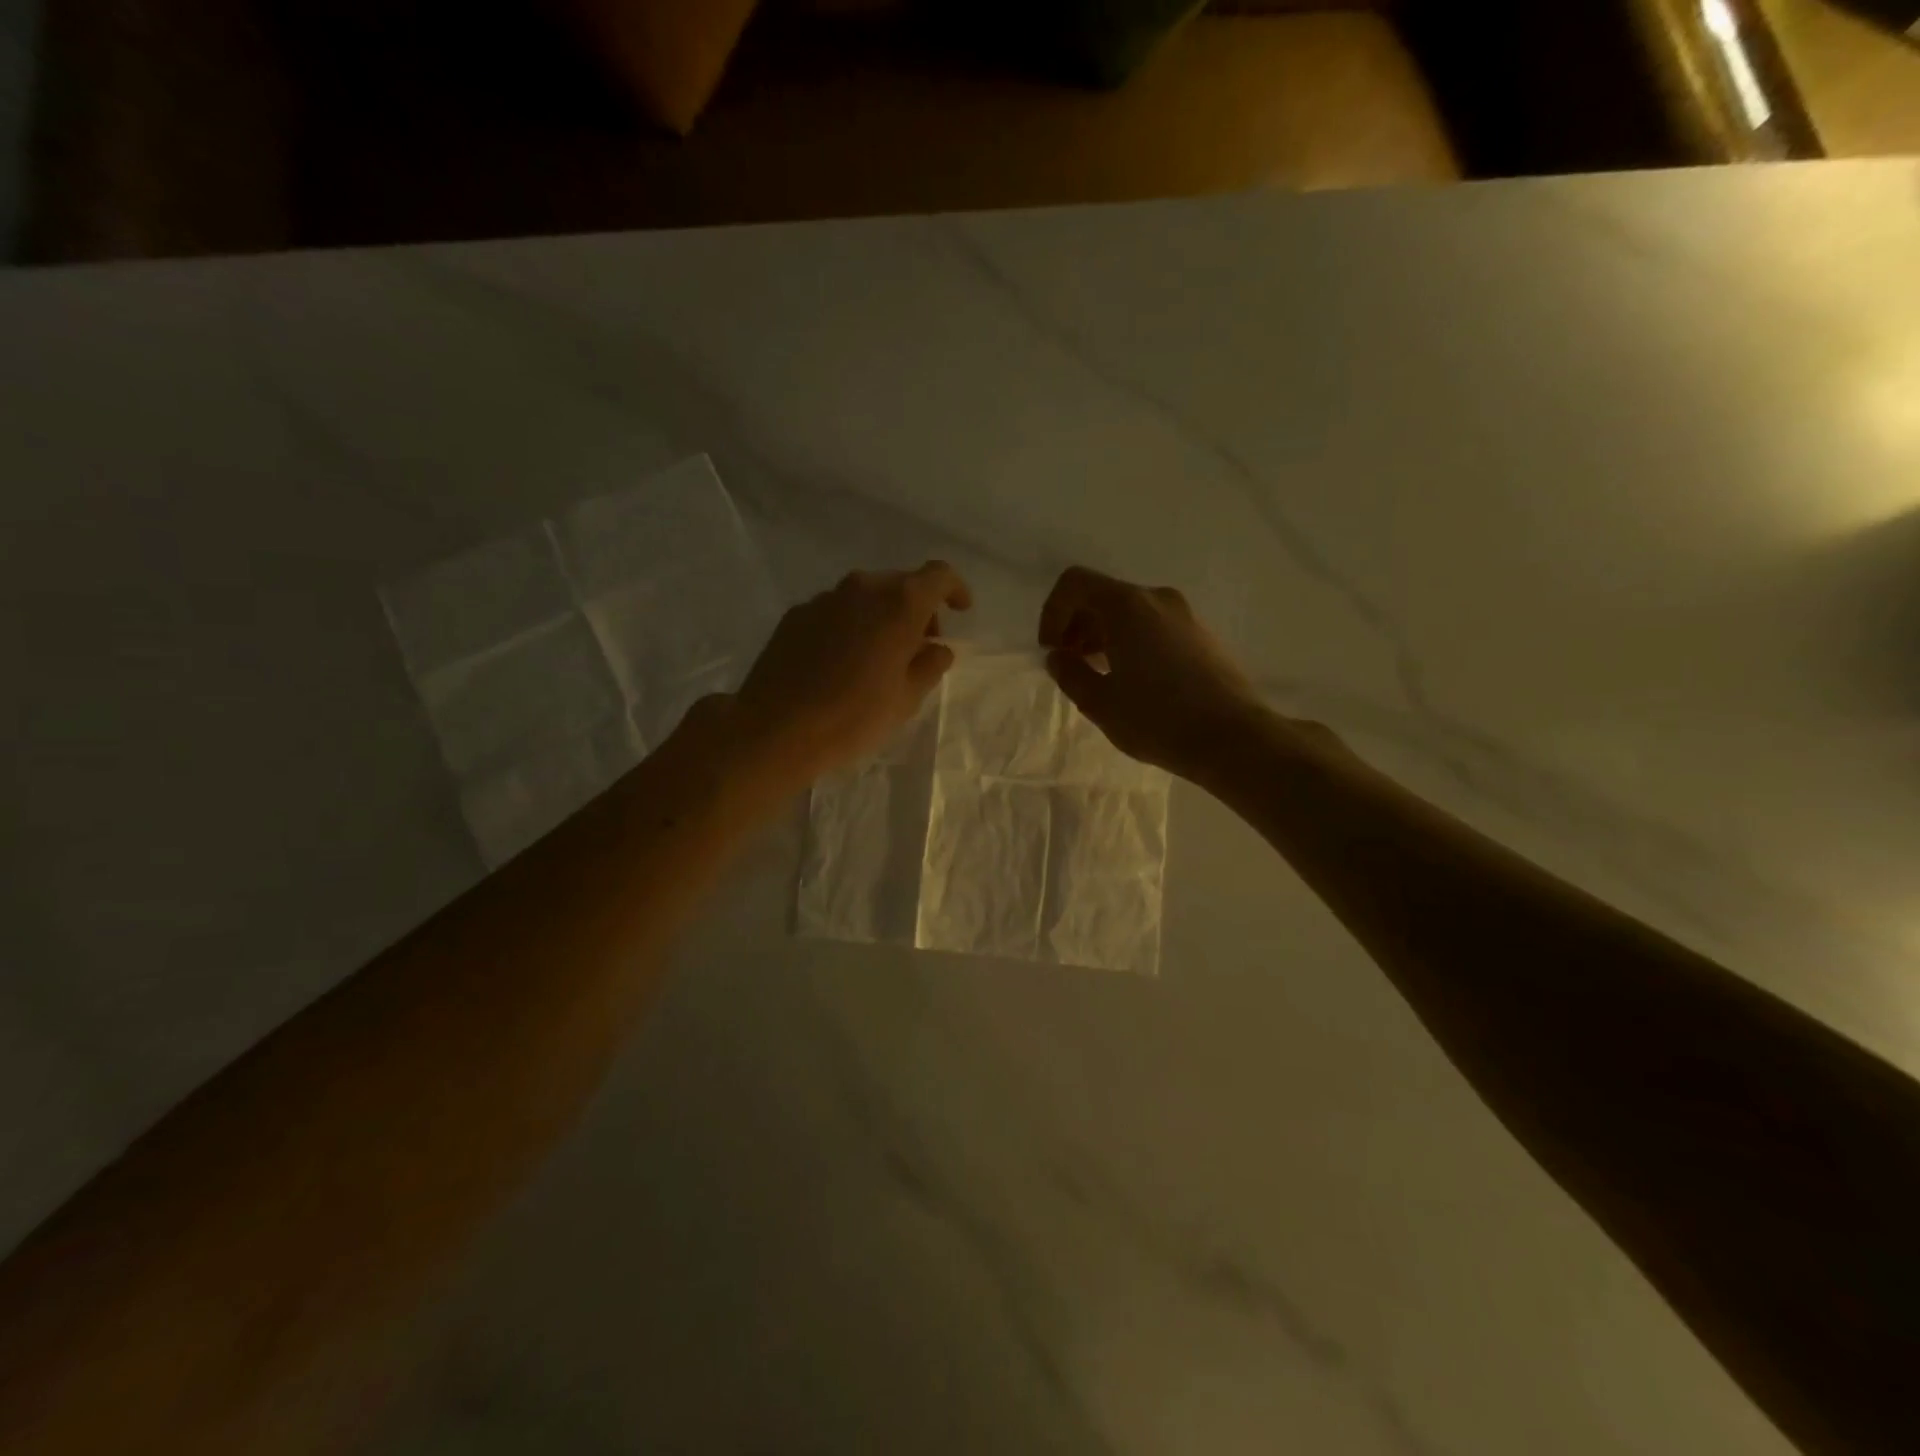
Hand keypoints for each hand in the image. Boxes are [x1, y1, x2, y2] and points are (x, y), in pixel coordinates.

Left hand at [732, 561, 970, 789]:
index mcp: (898, 604)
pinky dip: (851, 626)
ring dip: (883, 617)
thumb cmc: (853, 717)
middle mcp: (862, 589)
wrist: (776, 729)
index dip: (955, 589)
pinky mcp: (795, 615)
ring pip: (866, 597)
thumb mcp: (906, 699)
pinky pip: (837, 611)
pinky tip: (843, 663)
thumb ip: (930, 665)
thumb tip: (938, 648)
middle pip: (901, 584)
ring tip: (880, 658)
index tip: (961, 610)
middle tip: (921, 647)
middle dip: (918, 610)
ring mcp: (824, 599)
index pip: (938, 576)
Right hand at [1038, 566, 1273, 781]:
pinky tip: (1132, 681)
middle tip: (1070, 666)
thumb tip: (1058, 657)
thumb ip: (1070, 673)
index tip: (1052, 651)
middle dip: (1076, 626)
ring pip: (1129, 613)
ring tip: (1098, 676)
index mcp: (1127, 606)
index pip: (1075, 583)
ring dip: (1103, 636)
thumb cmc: (1157, 718)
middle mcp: (1157, 599)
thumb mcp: (1099, 702)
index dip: (1052, 613)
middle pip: (1103, 596)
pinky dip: (1130, 643)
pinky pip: (1153, 627)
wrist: (1233, 738)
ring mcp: (1184, 615)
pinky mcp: (1201, 635)